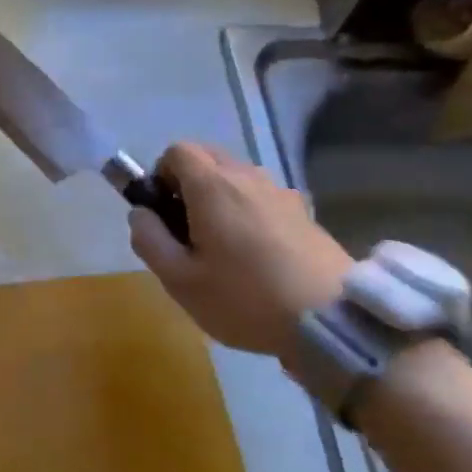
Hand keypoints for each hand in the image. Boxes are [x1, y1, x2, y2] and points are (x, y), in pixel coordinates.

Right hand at [129, 142, 352, 367]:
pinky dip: (248, 212)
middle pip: (208, 158)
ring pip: (237, 178)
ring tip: (222, 247)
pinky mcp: (304, 213)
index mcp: (212, 186)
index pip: (177, 151)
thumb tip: (141, 214)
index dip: (161, 175)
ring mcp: (281, 193)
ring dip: (220, 198)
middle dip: (188, 184)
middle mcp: (248, 177)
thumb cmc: (244, 298)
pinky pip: (262, 198)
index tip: (163, 213)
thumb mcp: (179, 279)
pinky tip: (256, 256)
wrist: (331, 320)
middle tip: (187, 230)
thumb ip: (149, 239)